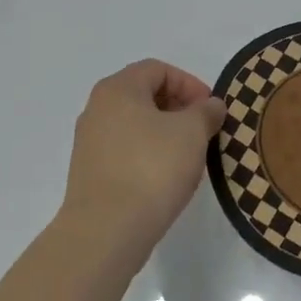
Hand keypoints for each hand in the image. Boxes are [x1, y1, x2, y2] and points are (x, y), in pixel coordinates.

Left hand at [56, 59, 225, 272]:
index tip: (211, 110)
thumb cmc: (152, 169)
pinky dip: (148, 154)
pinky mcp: (89, 172)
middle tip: (204, 130)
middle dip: (178, 108)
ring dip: (165, 132)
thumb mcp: (192, 133)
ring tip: (189, 155)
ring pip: (134, 124)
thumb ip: (206, 112)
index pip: (158, 69)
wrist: (106, 230)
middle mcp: (97, 108)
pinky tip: (165, 177)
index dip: (190, 84)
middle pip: (144, 94)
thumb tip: (211, 106)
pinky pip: (125, 150)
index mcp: (118, 89)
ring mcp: (89, 141)